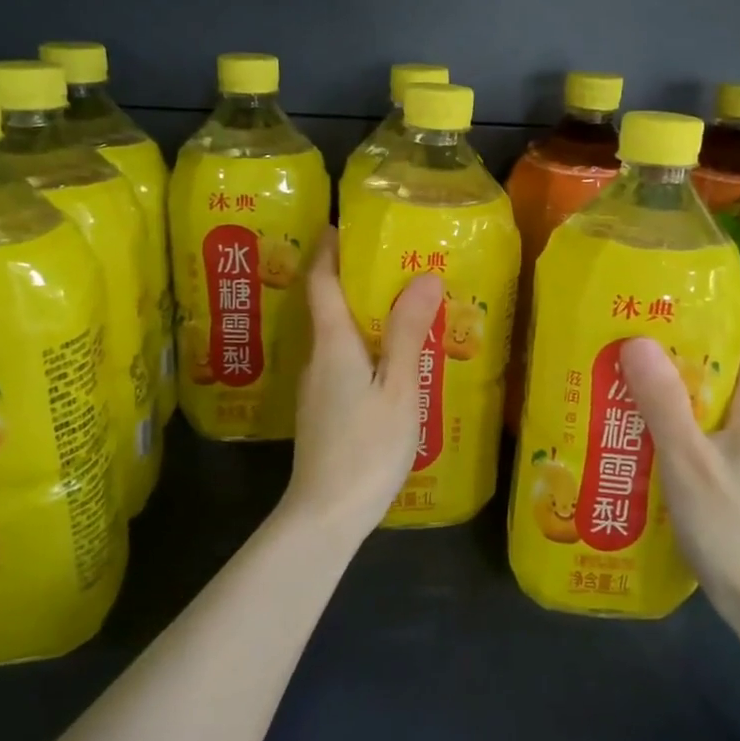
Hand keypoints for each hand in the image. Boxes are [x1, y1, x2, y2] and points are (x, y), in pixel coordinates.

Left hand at [284, 230, 445, 539]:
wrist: (325, 515)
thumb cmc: (365, 447)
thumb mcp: (398, 388)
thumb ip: (408, 333)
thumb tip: (423, 276)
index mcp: (333, 343)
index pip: (321, 282)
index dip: (329, 249)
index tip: (344, 225)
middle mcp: (317, 358)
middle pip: (328, 305)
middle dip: (354, 279)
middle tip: (394, 263)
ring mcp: (316, 388)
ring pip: (337, 337)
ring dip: (362, 315)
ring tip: (402, 308)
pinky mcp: (322, 411)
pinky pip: (342, 362)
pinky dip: (364, 346)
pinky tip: (391, 362)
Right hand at [620, 323, 739, 621]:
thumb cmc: (735, 529)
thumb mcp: (689, 462)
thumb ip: (663, 403)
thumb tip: (636, 339)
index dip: (717, 312)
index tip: (668, 302)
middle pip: (721, 366)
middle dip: (677, 349)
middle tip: (626, 339)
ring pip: (706, 403)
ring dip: (668, 390)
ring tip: (620, 379)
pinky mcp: (732, 477)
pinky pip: (699, 434)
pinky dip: (670, 425)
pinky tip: (634, 434)